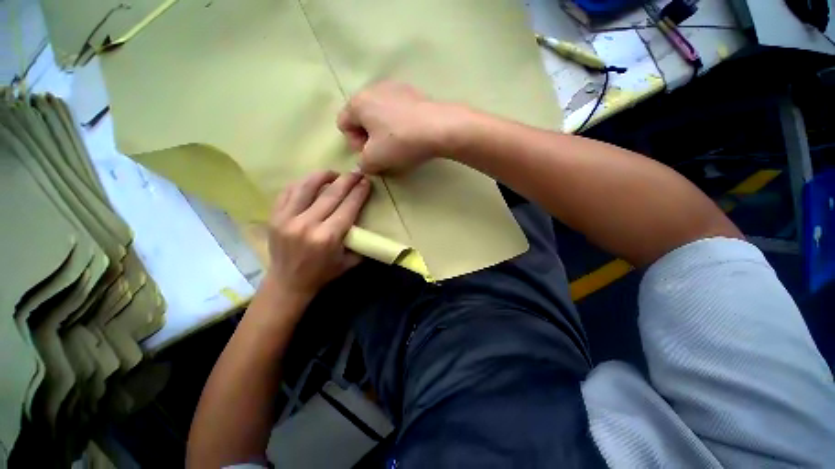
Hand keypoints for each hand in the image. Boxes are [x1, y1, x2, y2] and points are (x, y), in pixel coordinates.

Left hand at [267, 171, 370, 299]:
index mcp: (328, 237)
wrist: (288, 282)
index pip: (348, 207)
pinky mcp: (274, 216)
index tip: (366, 181)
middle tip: (356, 172)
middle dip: (347, 180)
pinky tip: (311, 182)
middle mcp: (307, 224)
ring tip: (334, 174)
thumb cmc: (322, 273)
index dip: (359, 192)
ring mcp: (287, 218)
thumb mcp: (349, 262)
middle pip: (331, 194)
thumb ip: (360, 243)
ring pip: (306, 186)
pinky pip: (288, 191)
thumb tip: (368, 224)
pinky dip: (301, 183)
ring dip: (323, 175)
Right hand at [337, 81, 465, 173]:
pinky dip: (399, 125)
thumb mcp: (374, 160)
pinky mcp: (414, 93)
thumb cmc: (400, 142)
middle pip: (363, 119)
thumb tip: (365, 163)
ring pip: (381, 116)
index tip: (371, 155)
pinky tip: (411, 136)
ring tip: (400, 146)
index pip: (344, 124)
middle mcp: (374, 89)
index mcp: (358, 102)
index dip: (354, 144)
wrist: (439, 128)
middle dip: (369, 139)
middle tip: (384, 153)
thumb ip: (362, 164)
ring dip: (385, 133)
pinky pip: (398, 112)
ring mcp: (395, 88)